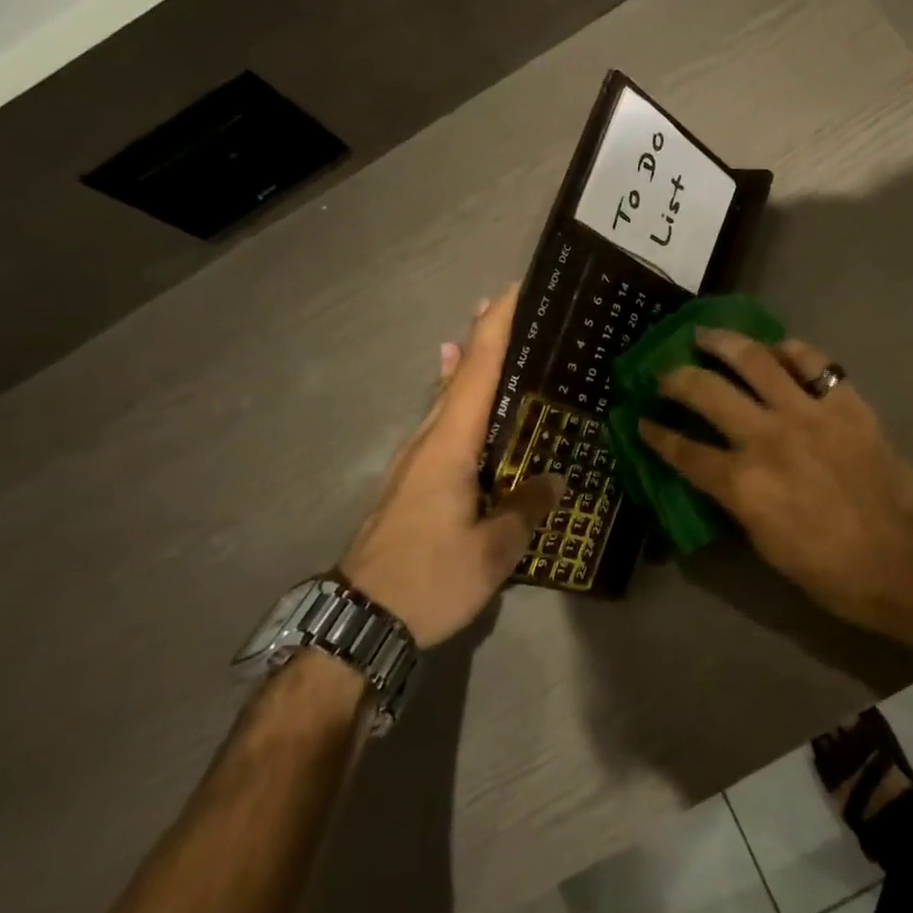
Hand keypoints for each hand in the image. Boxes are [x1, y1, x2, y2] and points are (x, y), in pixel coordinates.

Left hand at [340, 286, 562, 648]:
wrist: (358, 621)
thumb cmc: (427, 580)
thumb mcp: (492, 552)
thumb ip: (525, 509)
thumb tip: (554, 480)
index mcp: (449, 446)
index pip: (476, 372)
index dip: (494, 328)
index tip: (513, 291)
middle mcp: (428, 441)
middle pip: (457, 375)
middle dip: (482, 336)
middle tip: (512, 307)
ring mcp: (415, 460)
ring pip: (445, 397)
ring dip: (467, 363)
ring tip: (486, 336)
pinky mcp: (412, 481)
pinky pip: (440, 423)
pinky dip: (455, 397)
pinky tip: (460, 402)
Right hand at [638, 329, 912, 645]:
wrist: (904, 558)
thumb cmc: (831, 570)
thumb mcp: (765, 543)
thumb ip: (737, 498)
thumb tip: (720, 471)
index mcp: (743, 483)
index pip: (684, 451)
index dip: (657, 435)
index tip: (642, 421)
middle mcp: (766, 437)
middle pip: (707, 392)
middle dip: (676, 378)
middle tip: (665, 371)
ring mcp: (807, 413)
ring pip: (754, 360)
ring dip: (723, 342)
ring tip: (706, 334)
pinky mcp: (844, 402)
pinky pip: (812, 361)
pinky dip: (790, 350)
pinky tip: (777, 348)